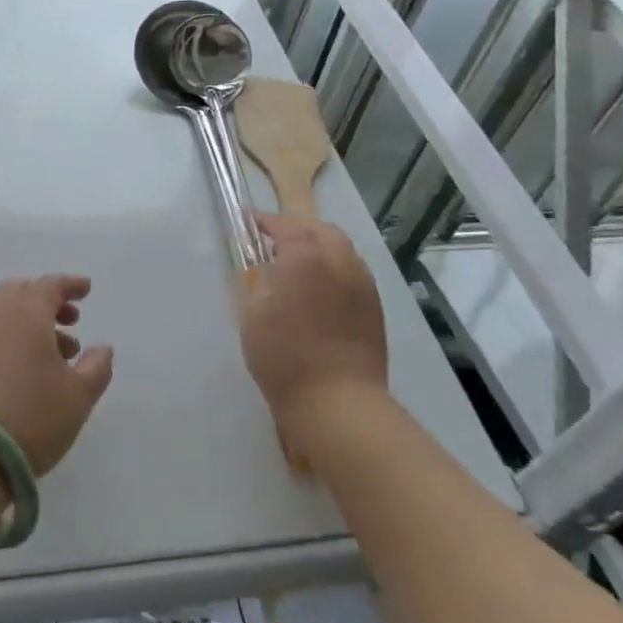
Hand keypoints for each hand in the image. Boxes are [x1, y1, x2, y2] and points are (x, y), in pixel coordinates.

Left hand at [0, 274, 114, 474]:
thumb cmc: (31, 414)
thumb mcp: (77, 396)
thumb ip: (96, 367)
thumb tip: (103, 347)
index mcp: (27, 312)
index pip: (51, 285)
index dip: (71, 285)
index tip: (86, 289)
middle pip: (23, 292)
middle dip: (48, 300)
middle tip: (70, 319)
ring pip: (5, 313)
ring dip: (31, 322)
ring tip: (56, 352)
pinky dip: (12, 336)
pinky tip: (26, 367)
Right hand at [240, 214, 388, 433]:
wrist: (338, 402)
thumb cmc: (284, 355)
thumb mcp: (252, 312)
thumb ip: (259, 280)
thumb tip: (267, 268)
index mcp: (305, 256)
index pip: (284, 224)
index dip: (264, 221)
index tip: (248, 222)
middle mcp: (338, 260)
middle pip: (318, 229)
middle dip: (296, 228)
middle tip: (274, 239)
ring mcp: (361, 282)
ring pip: (340, 247)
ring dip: (318, 244)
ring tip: (299, 261)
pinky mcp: (373, 306)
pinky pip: (352, 270)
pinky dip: (334, 266)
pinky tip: (321, 285)